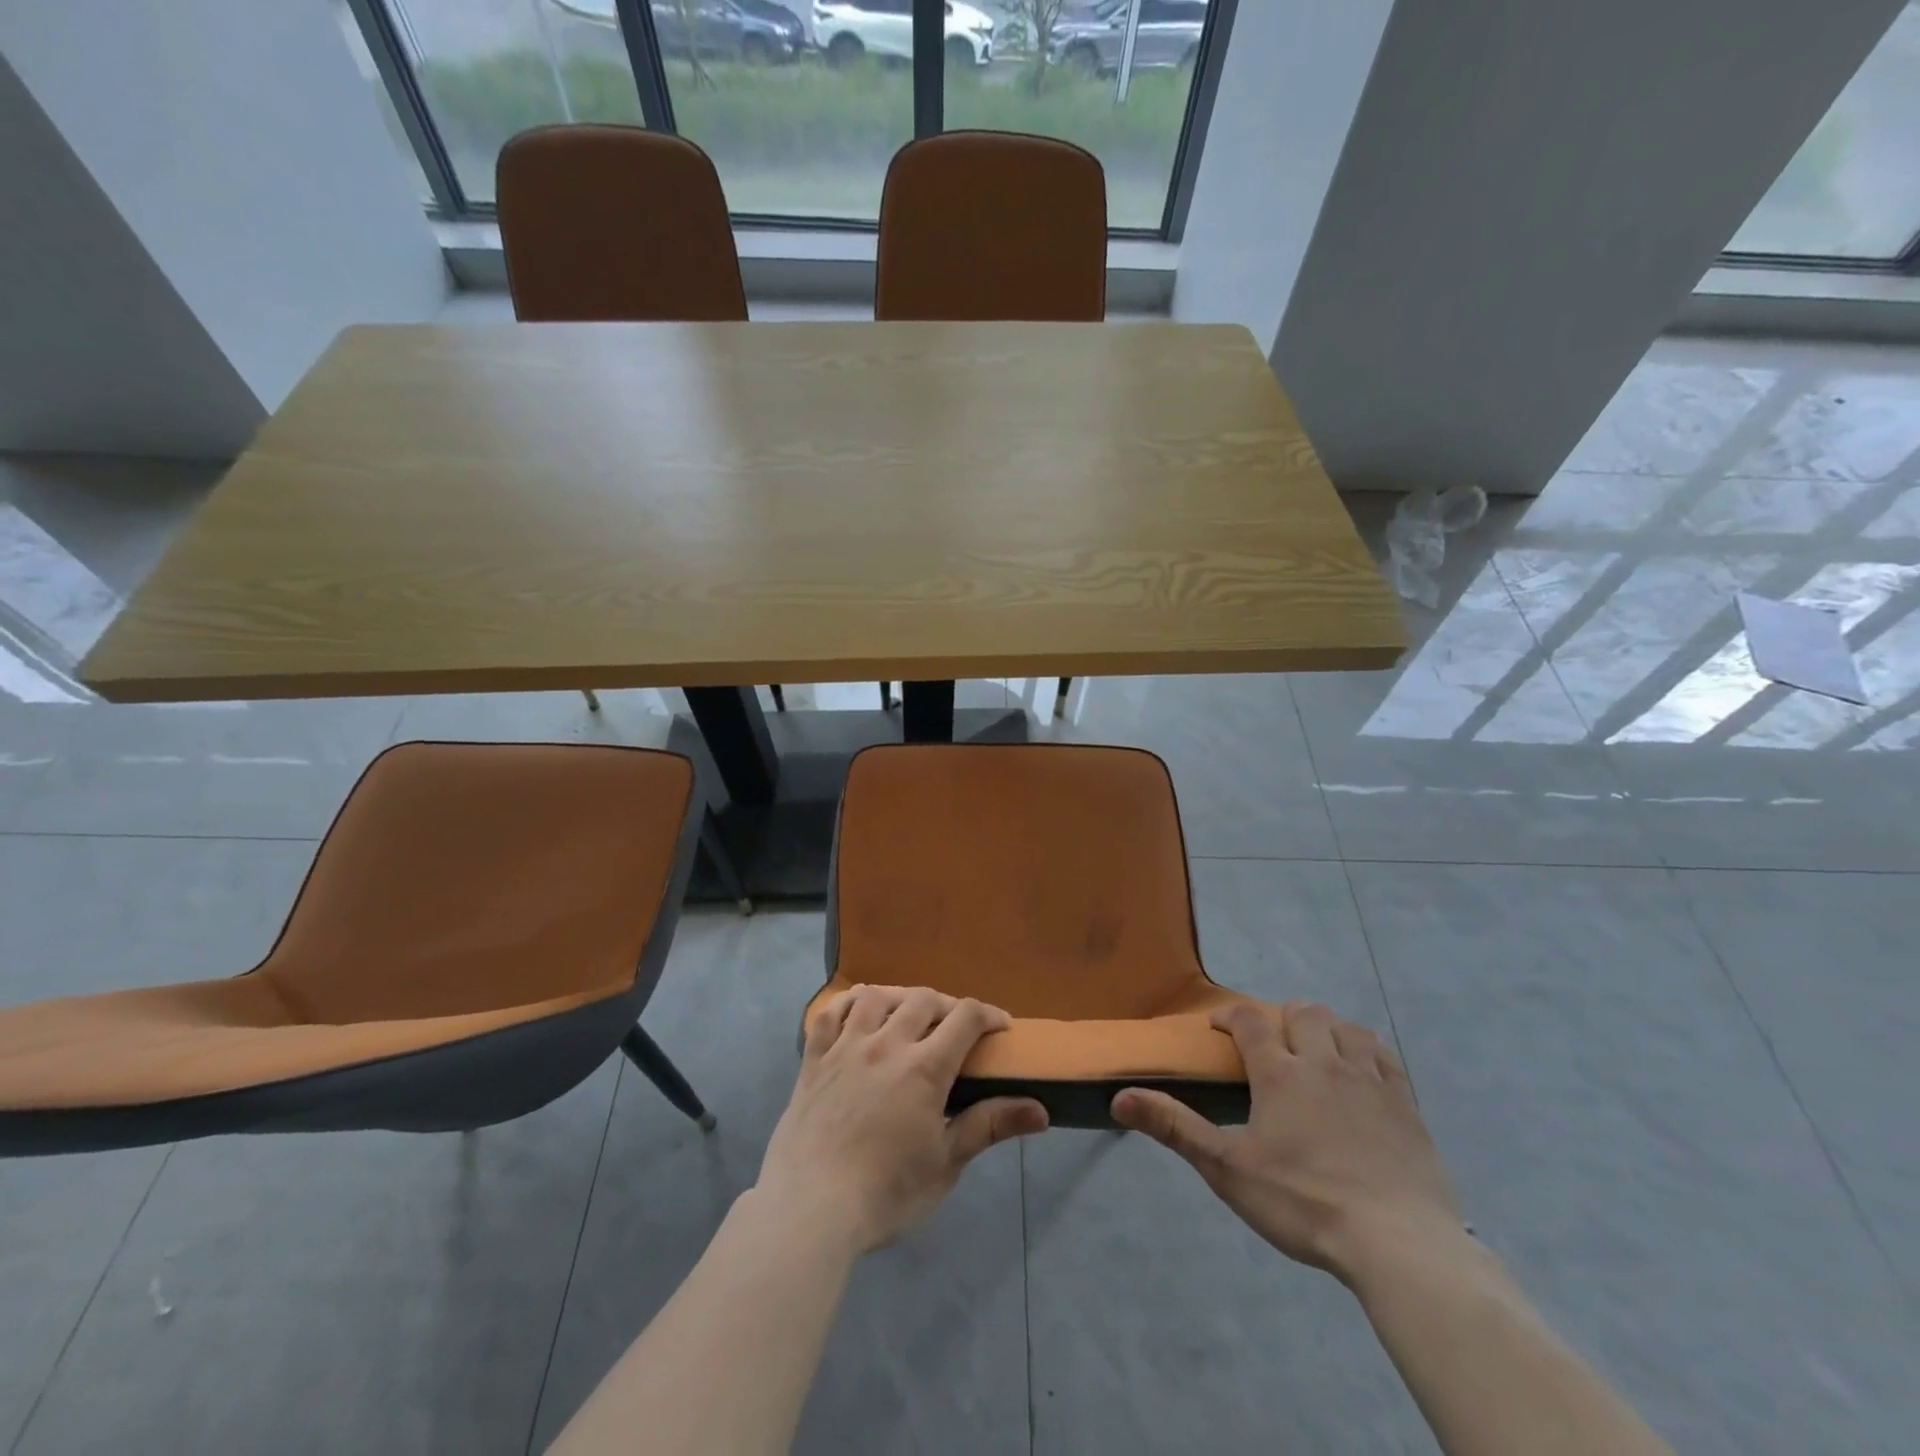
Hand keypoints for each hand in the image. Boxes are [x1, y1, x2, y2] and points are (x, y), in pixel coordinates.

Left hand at [756, 985, 1048, 1253]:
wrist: (810, 1209)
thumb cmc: (886, 1192)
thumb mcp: (946, 1163)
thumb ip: (990, 1125)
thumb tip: (1041, 1110)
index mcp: (924, 1068)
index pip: (965, 1018)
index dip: (988, 1015)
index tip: (1001, 1028)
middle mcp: (886, 1044)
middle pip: (923, 1000)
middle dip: (947, 1005)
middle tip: (956, 1027)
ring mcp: (846, 1047)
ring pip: (877, 997)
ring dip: (900, 997)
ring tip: (909, 1013)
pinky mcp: (814, 1059)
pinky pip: (831, 1013)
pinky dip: (849, 1002)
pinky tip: (859, 1009)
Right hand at [1112, 1001, 1460, 1284]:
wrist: (1398, 1244)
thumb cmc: (1304, 1203)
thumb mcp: (1228, 1169)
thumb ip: (1174, 1128)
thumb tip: (1119, 1098)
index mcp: (1280, 1074)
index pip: (1249, 1021)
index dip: (1230, 1016)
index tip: (1219, 1028)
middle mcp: (1323, 1063)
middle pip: (1302, 1013)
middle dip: (1281, 1018)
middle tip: (1272, 1042)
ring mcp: (1369, 1081)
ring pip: (1346, 1027)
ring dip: (1326, 1028)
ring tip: (1316, 1049)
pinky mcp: (1406, 1105)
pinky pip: (1385, 1056)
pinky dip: (1368, 1050)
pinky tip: (1363, 1068)